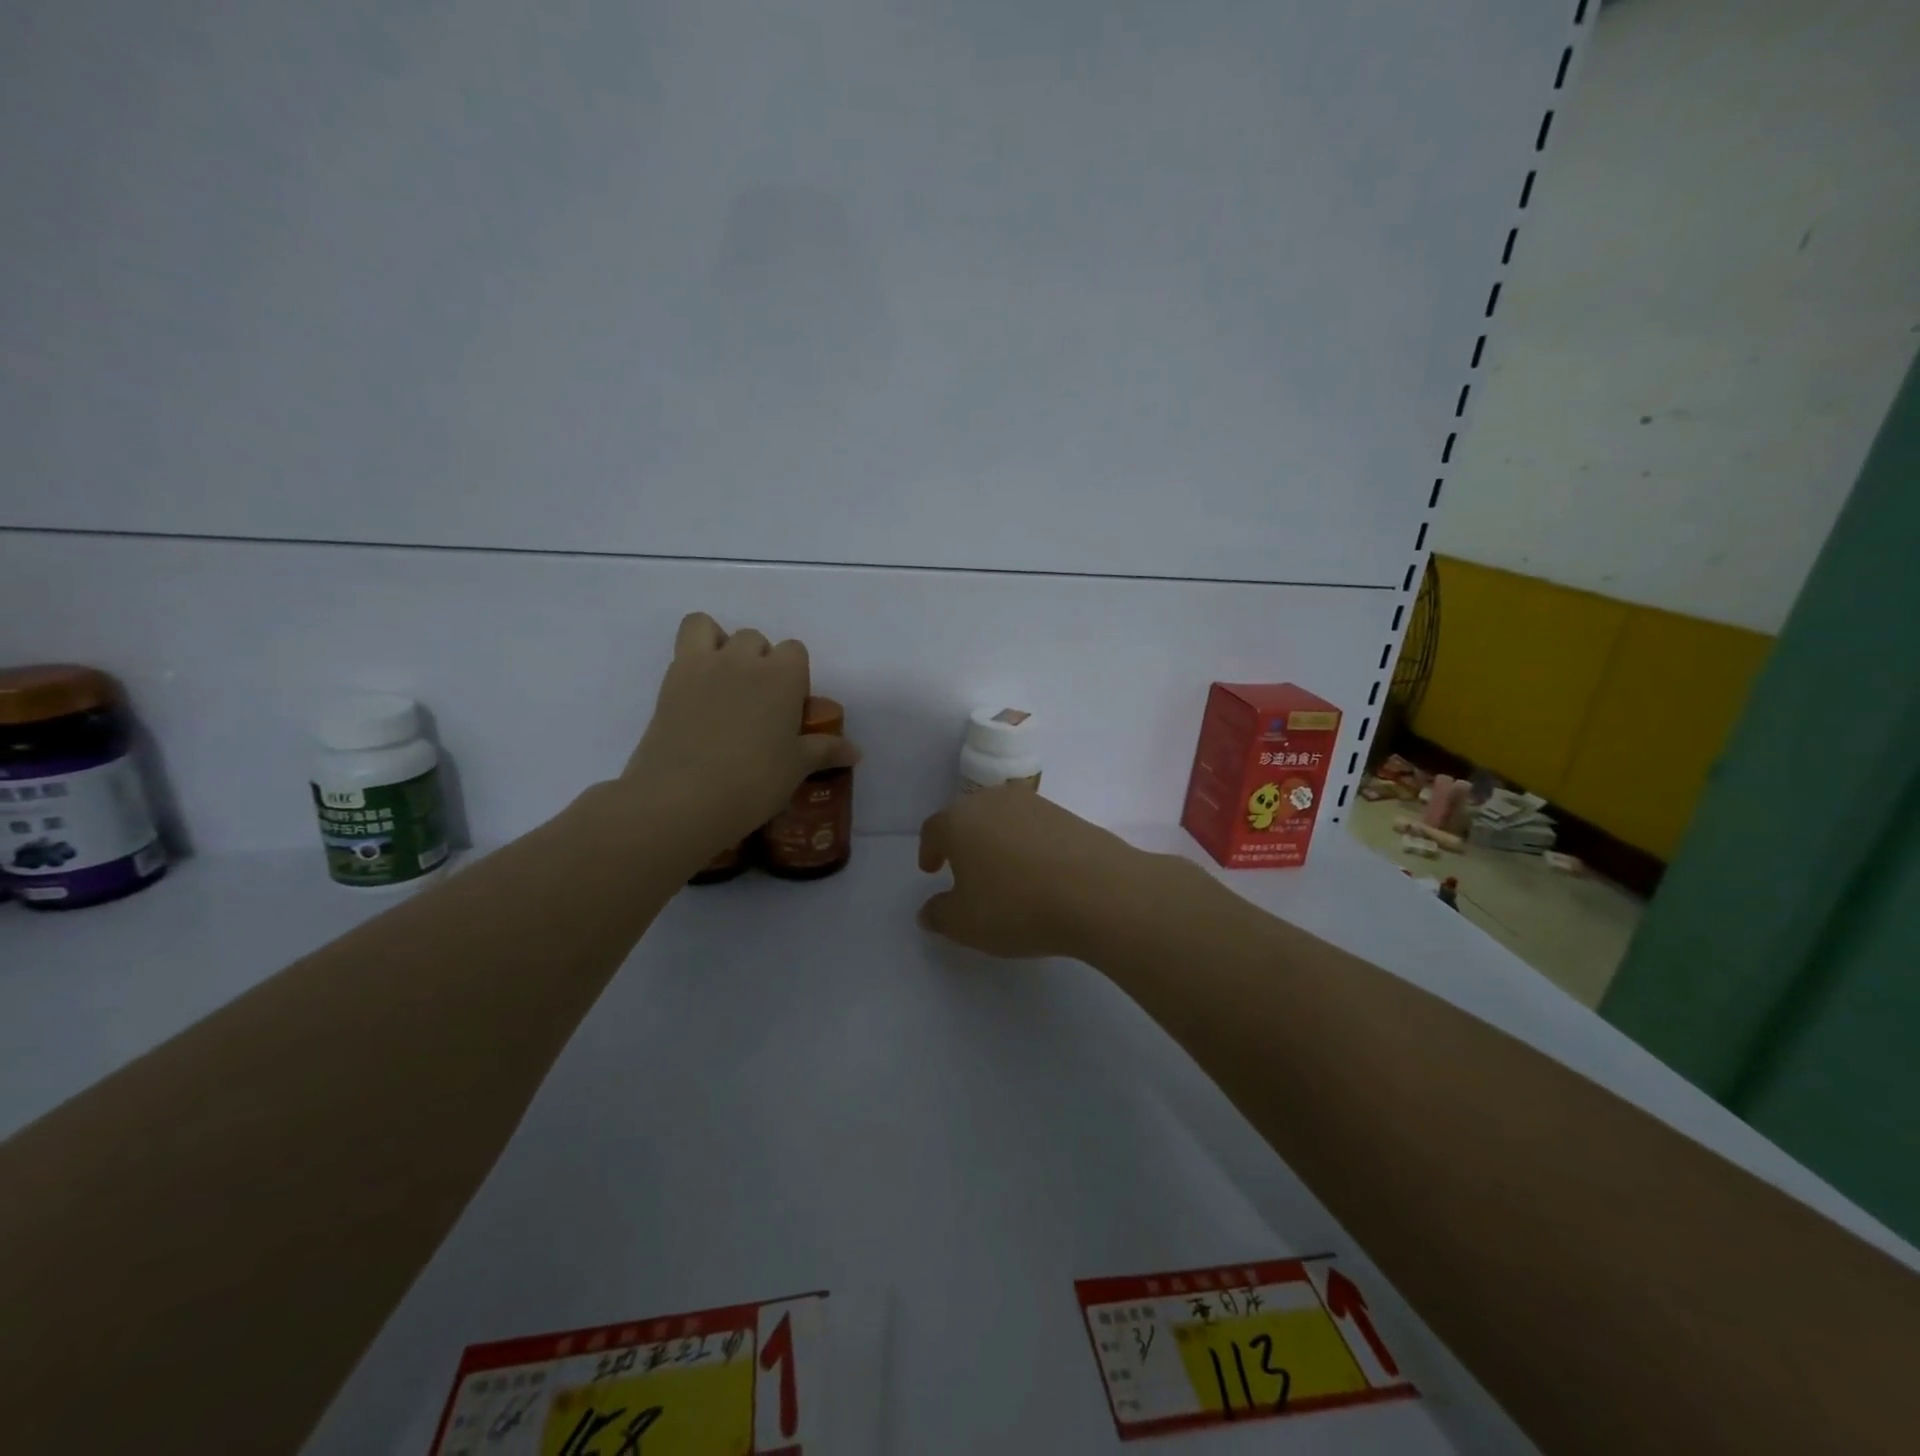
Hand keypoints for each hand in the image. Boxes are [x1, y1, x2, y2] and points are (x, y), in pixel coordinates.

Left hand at [620, 613, 859, 860]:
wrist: (684, 798)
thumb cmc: (753, 782)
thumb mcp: (796, 768)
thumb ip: (825, 751)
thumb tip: (855, 752)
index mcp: (783, 677)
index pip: (795, 651)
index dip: (793, 676)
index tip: (788, 706)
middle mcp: (745, 660)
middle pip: (756, 640)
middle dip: (759, 662)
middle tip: (756, 703)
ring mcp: (704, 665)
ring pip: (713, 629)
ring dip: (721, 646)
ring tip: (722, 684)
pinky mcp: (671, 678)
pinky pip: (684, 641)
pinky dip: (693, 652)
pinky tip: (697, 690)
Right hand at [916, 787, 1150, 958]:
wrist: (1098, 891)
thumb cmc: (1017, 906)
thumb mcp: (965, 924)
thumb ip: (940, 915)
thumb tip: (929, 910)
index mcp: (959, 821)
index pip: (934, 829)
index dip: (929, 850)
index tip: (932, 870)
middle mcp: (992, 801)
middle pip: (968, 817)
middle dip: (962, 841)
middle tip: (964, 870)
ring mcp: (1033, 804)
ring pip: (1002, 818)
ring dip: (997, 840)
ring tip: (1004, 872)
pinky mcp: (1066, 813)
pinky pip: (1034, 827)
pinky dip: (1028, 844)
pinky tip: (1039, 872)